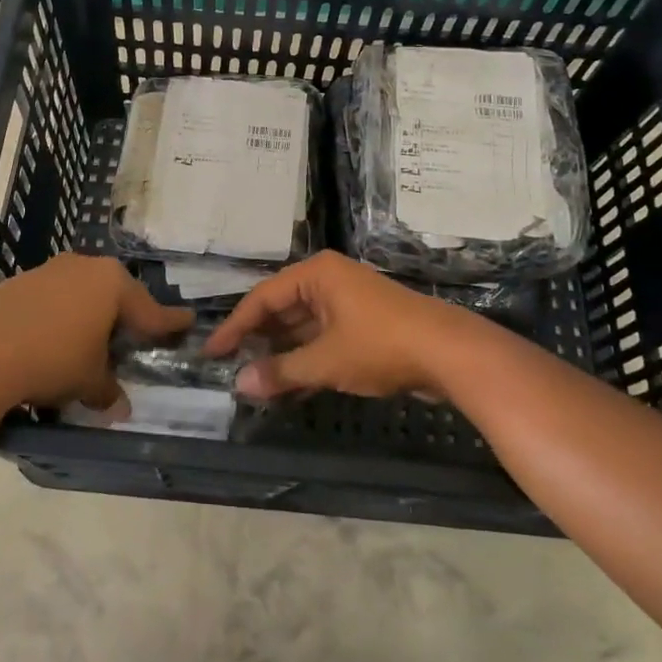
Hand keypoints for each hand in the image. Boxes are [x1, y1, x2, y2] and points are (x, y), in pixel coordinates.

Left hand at [0, 254, 192, 415]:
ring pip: (81, 295)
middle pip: (115, 295)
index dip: (169, 323)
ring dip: (88, 318)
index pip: (151, 309)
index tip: (187, 322)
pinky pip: (52, 300)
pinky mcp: (18, 282)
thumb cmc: (52, 359)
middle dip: (125, 318)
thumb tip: (120, 406)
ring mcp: (49, 271)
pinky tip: (50, 343)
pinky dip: (59, 319)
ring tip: (87, 346)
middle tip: (134, 340)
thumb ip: (108, 390)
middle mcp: (84, 268)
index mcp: (112, 284)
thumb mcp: (89, 380)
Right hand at [204, 251, 474, 399]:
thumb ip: (281, 371)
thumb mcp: (325, 361)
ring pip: (302, 327)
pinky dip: (305, 359)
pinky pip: (322, 338)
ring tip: (254, 382)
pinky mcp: (363, 324)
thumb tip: (239, 385)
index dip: (235, 327)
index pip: (262, 298)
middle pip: (281, 309)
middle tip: (230, 368)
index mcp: (316, 275)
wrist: (450, 353)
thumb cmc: (381, 345)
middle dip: (258, 340)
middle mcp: (329, 281)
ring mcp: (348, 302)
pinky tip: (289, 386)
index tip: (211, 353)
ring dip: (281, 354)